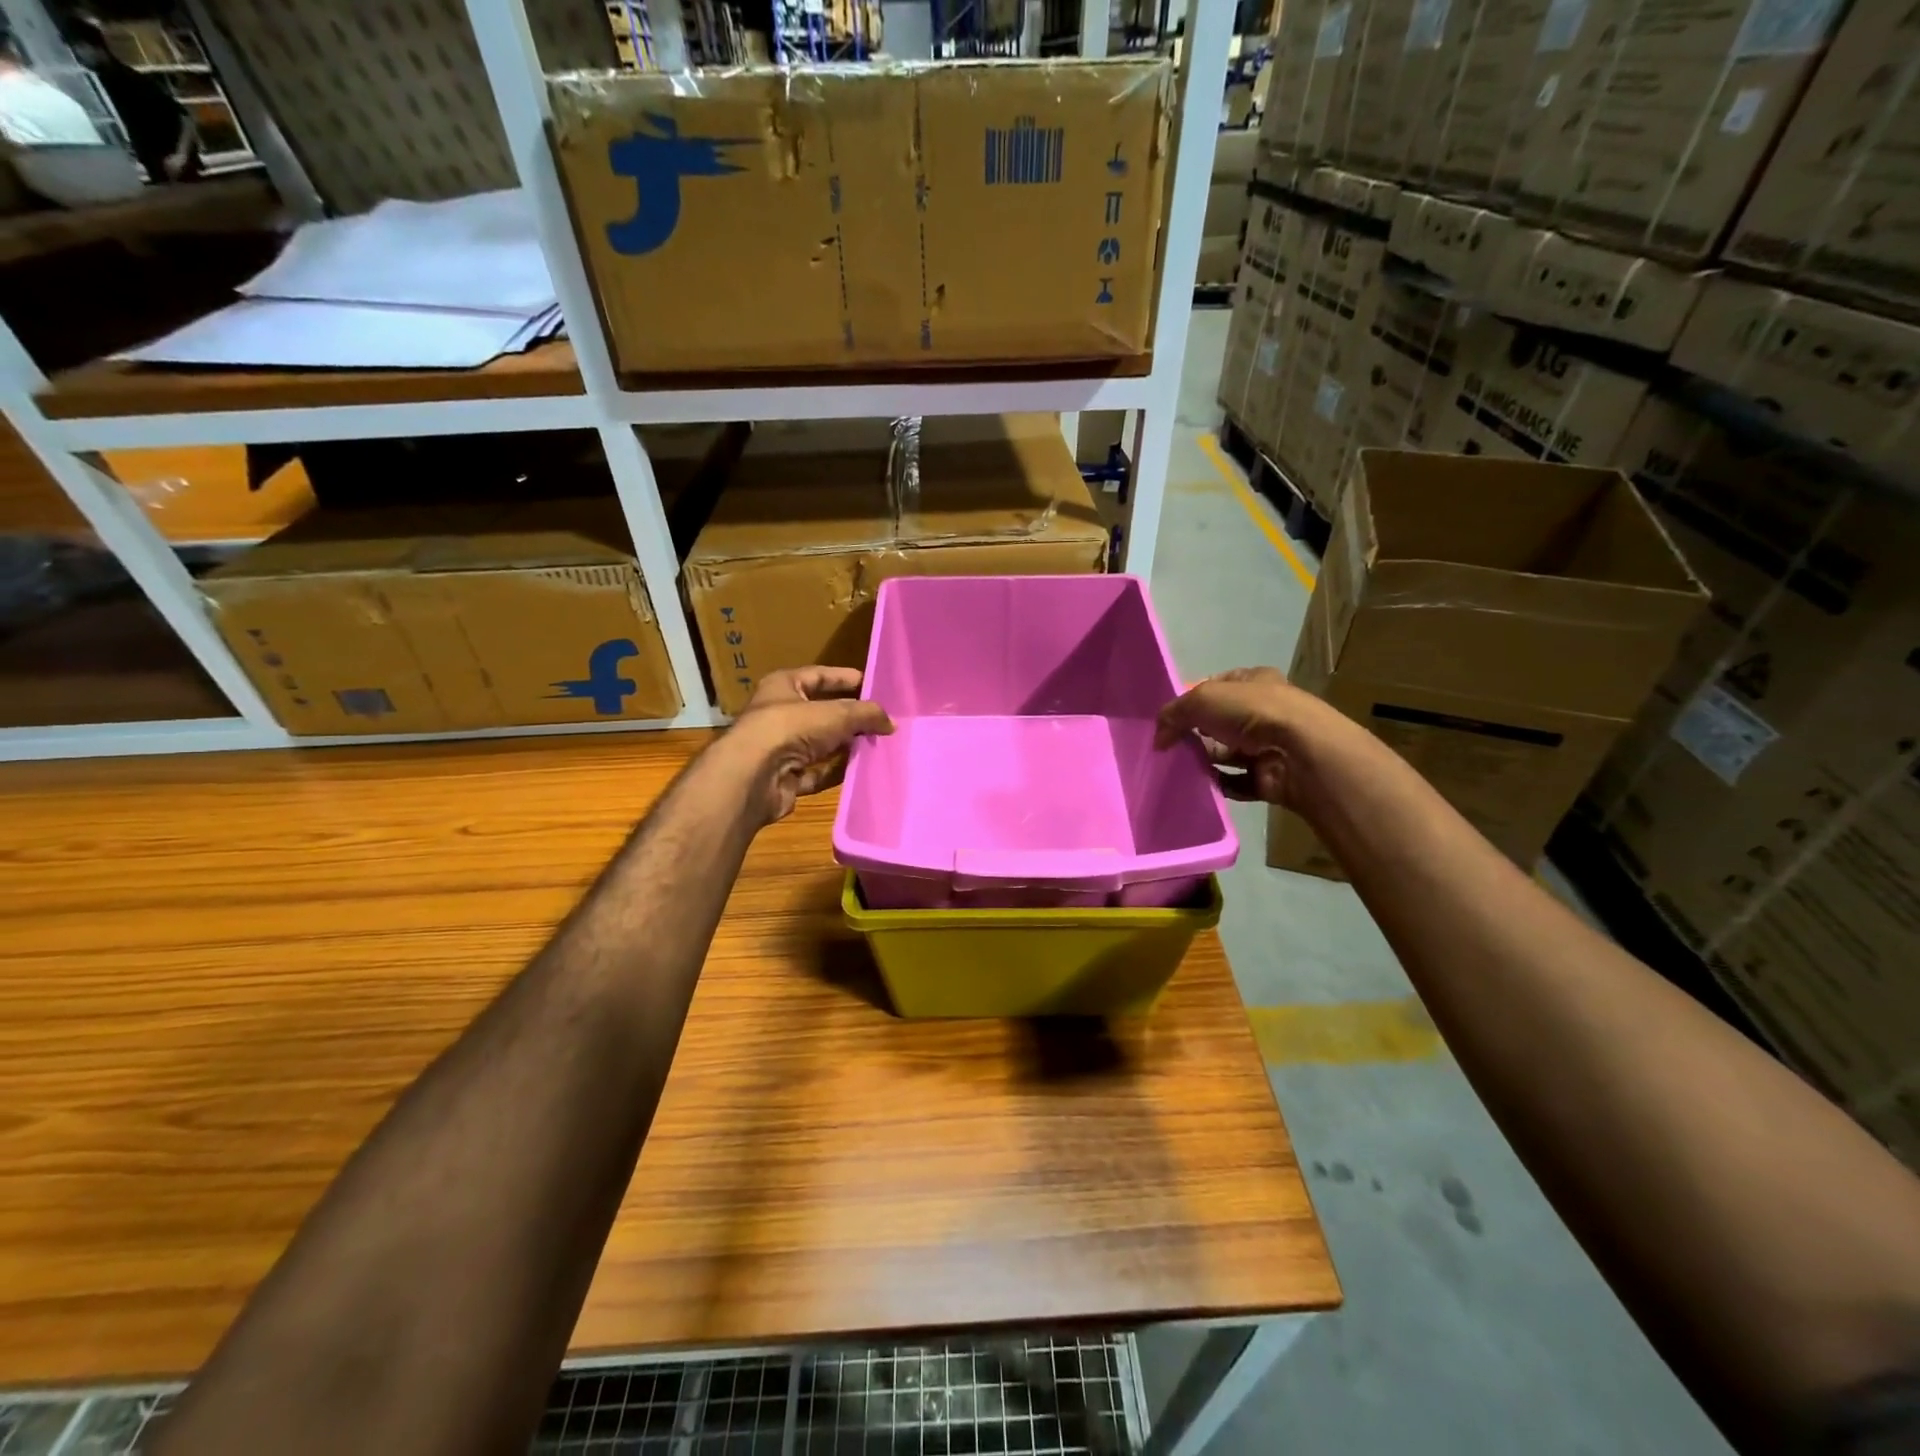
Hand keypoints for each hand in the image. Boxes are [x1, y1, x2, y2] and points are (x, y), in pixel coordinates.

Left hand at [720, 667, 893, 824]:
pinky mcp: (784, 778)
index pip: (819, 676)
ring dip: (845, 747)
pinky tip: (859, 772)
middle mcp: (779, 714)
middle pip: (821, 713)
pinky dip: (835, 773)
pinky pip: (816, 773)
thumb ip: (866, 714)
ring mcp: (779, 748)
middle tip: (882, 721)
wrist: (753, 777)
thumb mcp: (836, 714)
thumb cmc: (790, 729)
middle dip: (850, 718)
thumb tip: (891, 722)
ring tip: (877, 746)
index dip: (844, 678)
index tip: (872, 685)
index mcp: (783, 686)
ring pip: (820, 745)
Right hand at [1154, 666, 1335, 807]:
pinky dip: (1218, 784)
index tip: (1169, 717)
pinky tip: (1200, 785)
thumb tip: (1158, 737)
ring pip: (1226, 753)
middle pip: (1219, 722)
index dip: (1191, 698)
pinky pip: (1236, 782)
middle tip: (1168, 745)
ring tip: (1178, 768)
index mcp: (1254, 681)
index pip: (1216, 685)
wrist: (1300, 753)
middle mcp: (1264, 711)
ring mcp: (1269, 745)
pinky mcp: (1270, 777)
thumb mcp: (1203, 699)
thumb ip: (1174, 713)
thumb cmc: (1253, 712)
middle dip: (1194, 733)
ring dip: (1204, 760)